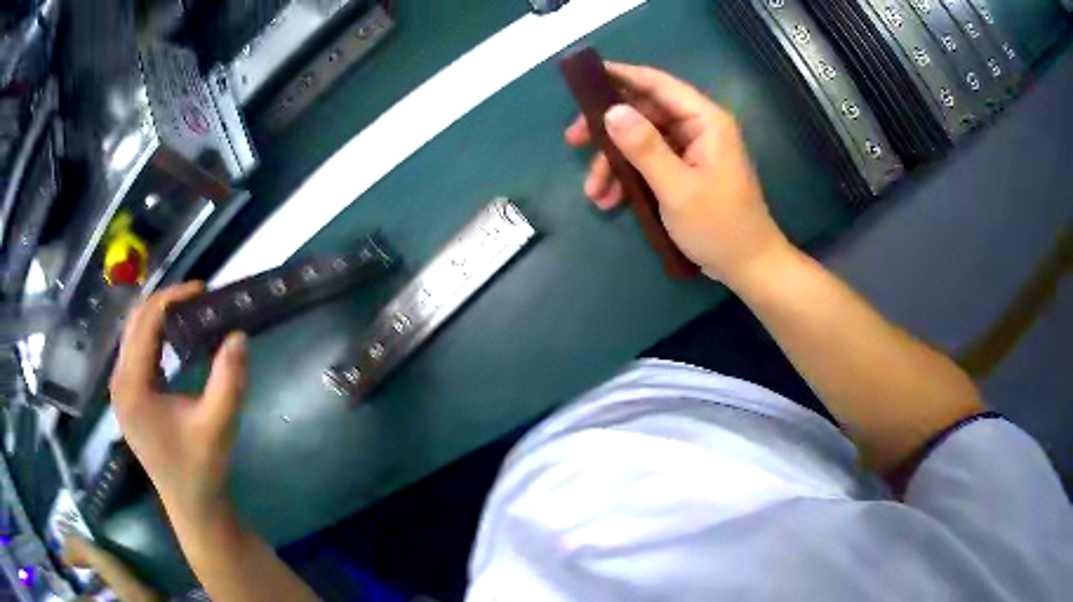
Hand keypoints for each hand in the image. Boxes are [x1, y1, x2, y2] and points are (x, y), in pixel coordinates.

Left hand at [110, 282, 246, 522]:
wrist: (191, 505)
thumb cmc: (202, 468)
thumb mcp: (218, 425)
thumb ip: (229, 380)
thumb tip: (238, 334)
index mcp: (132, 386)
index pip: (146, 322)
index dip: (174, 297)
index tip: (204, 289)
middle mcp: (119, 382)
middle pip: (135, 322)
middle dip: (165, 303)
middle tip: (199, 299)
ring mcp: (120, 390)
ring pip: (133, 334)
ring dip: (159, 318)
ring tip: (189, 313)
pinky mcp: (127, 397)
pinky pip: (135, 351)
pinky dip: (154, 337)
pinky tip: (174, 342)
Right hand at [565, 62, 792, 284]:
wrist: (748, 267)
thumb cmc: (720, 227)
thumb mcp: (677, 188)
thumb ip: (645, 147)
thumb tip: (611, 111)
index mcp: (704, 121)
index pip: (657, 84)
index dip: (621, 76)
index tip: (584, 76)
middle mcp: (697, 128)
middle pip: (643, 112)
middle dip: (608, 129)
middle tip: (573, 140)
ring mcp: (690, 151)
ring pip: (641, 141)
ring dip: (614, 163)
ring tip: (593, 192)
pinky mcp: (684, 172)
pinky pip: (649, 163)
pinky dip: (628, 179)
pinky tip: (610, 200)